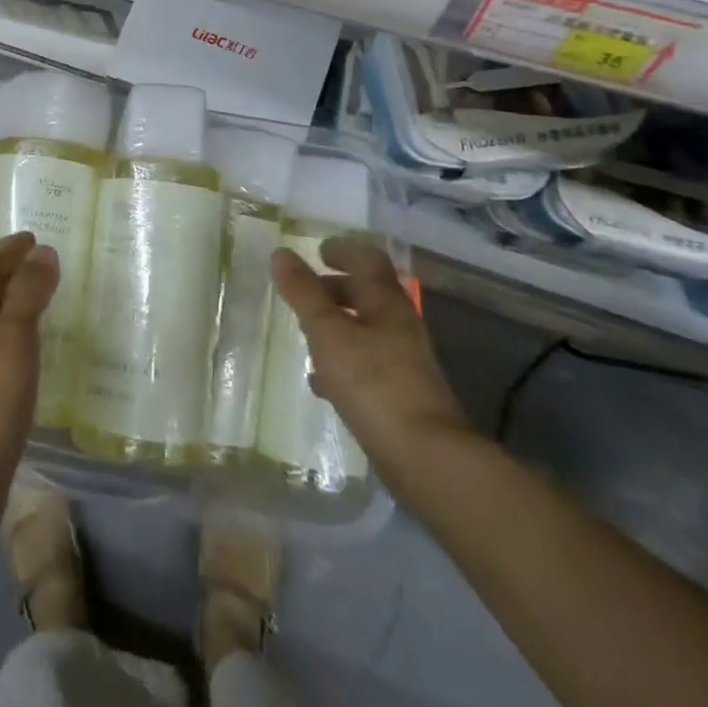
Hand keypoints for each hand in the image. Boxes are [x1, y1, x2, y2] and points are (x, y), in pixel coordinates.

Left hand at [0, 232, 57, 515]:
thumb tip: (42, 252)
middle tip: (42, 262)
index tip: (34, 238)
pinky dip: (8, 333)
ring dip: (8, 303)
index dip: (7, 249)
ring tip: (40, 296)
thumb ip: (28, 294)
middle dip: (7, 272)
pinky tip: (26, 346)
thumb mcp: (12, 342)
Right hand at [271, 234, 471, 492]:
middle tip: (304, 292)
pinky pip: (367, 365)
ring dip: (337, 326)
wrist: (426, 457)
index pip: (368, 259)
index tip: (318, 251)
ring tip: (305, 334)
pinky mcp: (401, 395)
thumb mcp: (327, 331)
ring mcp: (404, 362)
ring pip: (366, 330)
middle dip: (335, 288)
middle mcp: (400, 325)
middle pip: (367, 295)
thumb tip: (281, 253)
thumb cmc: (373, 382)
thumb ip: (303, 292)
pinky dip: (342, 362)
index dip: (343, 249)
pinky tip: (321, 382)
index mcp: (385, 302)